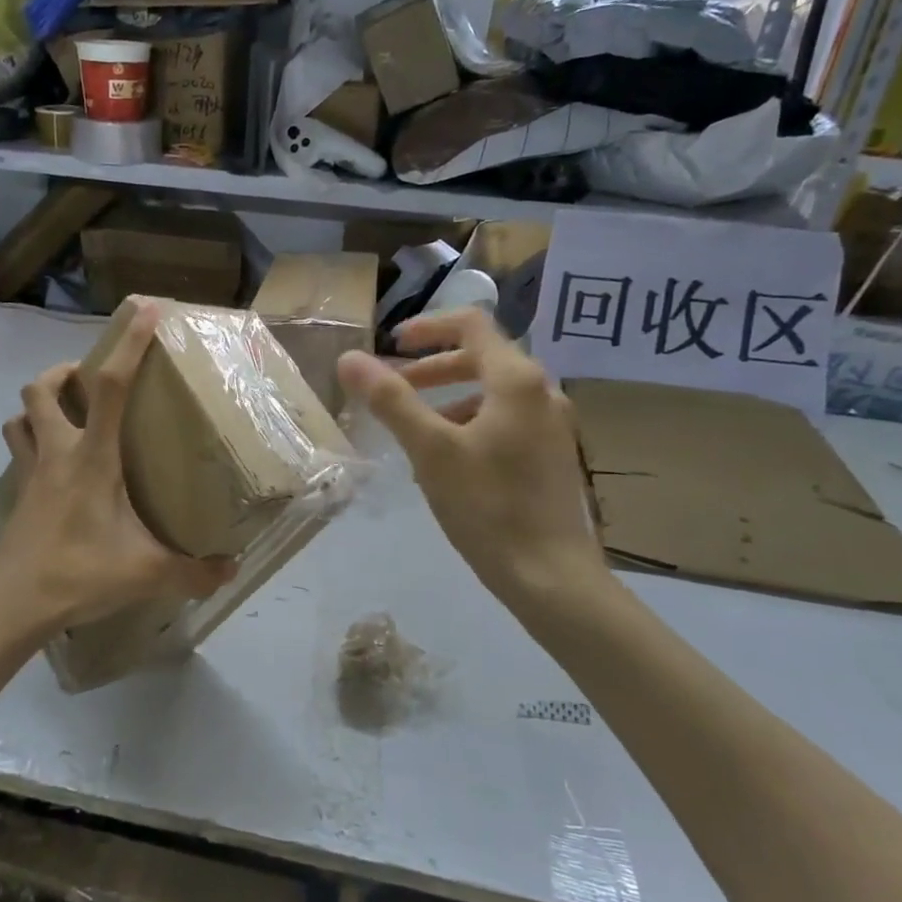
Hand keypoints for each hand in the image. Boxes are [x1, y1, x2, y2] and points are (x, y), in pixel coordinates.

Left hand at [0, 300, 235, 640]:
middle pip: (42, 389)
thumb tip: (233, 570)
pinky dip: (32, 441)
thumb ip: (193, 571)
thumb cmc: (78, 574)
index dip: (129, 345)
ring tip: (67, 415)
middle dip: (64, 372)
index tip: (144, 310)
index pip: (110, 387)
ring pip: (19, 416)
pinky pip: (18, 451)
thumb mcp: (145, 573)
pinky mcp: (17, 496)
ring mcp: (29, 474)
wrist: (11, 605)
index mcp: (91, 458)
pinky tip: (55, 466)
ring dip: (39, 405)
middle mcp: (55, 454)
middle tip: (89, 381)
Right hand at [337, 310, 612, 613]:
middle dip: (433, 368)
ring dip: (450, 397)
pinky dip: (471, 422)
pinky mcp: (553, 455)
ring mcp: (553, 425)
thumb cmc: (487, 506)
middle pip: (483, 357)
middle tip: (395, 388)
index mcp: (516, 380)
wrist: (551, 577)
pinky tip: (449, 461)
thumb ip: (390, 399)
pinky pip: (506, 420)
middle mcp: (543, 392)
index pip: (471, 324)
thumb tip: (349, 358)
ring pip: (493, 392)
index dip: (427, 327)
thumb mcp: (430, 450)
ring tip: (416, 430)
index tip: (391, 346)